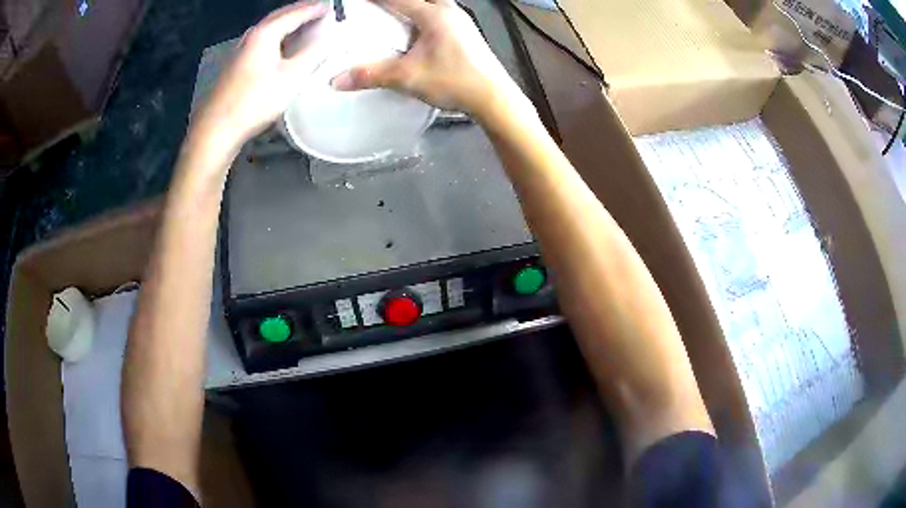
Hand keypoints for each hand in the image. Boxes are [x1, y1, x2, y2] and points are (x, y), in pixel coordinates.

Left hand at [191, 2, 329, 151]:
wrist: (217, 129)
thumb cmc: (255, 101)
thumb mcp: (292, 77)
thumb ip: (313, 53)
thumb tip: (329, 37)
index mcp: (264, 33)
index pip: (294, 13)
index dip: (314, 9)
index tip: (331, 7)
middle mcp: (250, 36)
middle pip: (279, 16)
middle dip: (300, 11)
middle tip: (319, 11)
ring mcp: (240, 51)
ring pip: (268, 28)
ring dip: (287, 23)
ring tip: (304, 25)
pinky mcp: (235, 66)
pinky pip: (261, 41)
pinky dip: (277, 36)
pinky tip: (282, 46)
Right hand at [332, 0, 524, 120]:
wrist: (494, 98)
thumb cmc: (454, 82)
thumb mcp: (408, 77)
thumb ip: (372, 75)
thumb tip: (336, 81)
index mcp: (433, 15)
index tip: (359, 1)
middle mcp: (449, 11)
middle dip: (397, 1)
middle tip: (380, 8)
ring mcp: (460, 21)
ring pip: (433, 3)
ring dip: (414, 6)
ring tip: (395, 15)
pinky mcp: (466, 32)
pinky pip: (440, 14)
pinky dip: (424, 14)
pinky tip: (417, 29)